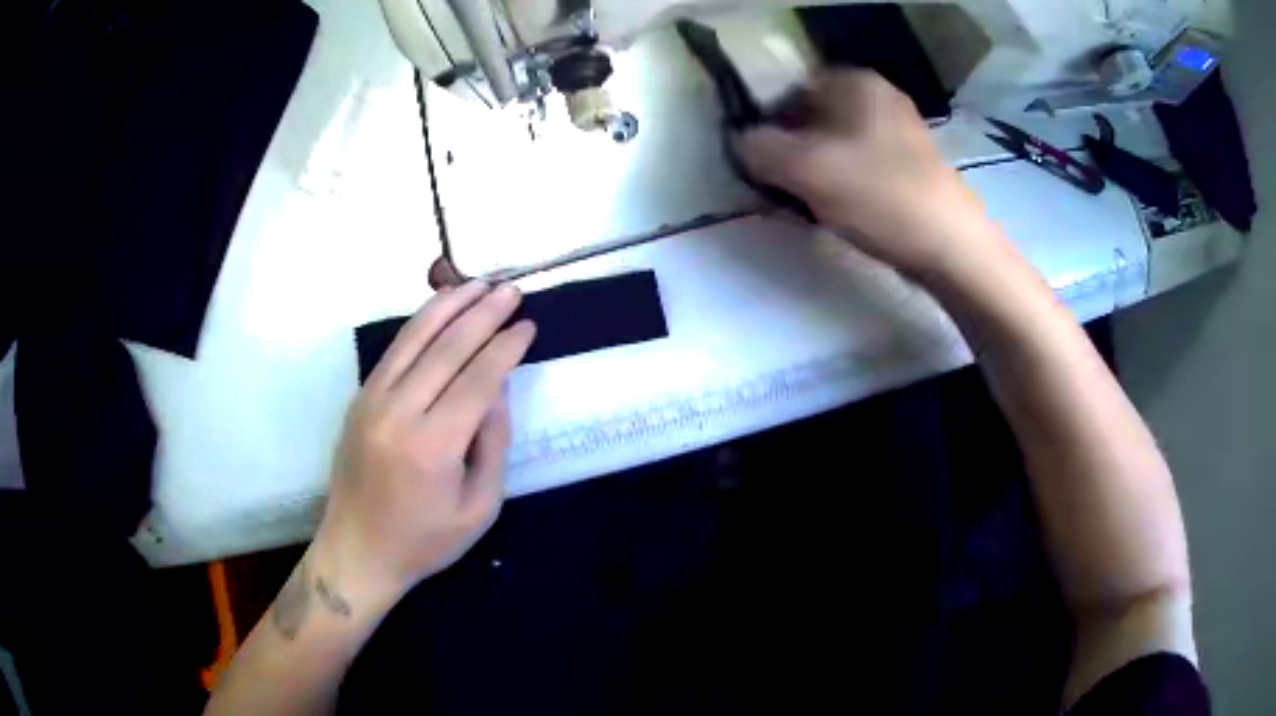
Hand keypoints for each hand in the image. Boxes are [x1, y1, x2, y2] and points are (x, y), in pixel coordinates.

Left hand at [314, 282, 535, 603]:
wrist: (358, 549)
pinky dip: (420, 323)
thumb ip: (493, 444)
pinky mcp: (360, 398)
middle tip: (511, 290)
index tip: (528, 325)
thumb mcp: (479, 508)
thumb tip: (498, 387)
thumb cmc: (425, 540)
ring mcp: (372, 400)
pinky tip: (440, 310)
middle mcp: (399, 412)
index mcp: (433, 445)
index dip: (506, 346)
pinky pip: (395, 350)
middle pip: (447, 346)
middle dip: (484, 313)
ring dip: (449, 305)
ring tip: (479, 283)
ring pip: (414, 336)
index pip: (477, 378)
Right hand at [738, 70, 1001, 277]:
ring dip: (812, 170)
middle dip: (789, 148)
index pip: (790, 85)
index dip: (765, 117)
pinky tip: (836, 213)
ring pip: (835, 144)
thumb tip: (742, 143)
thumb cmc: (879, 195)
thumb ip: (759, 148)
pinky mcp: (909, 167)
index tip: (756, 155)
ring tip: (803, 204)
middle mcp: (879, 98)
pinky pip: (859, 165)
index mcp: (855, 82)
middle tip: (776, 184)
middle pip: (813, 116)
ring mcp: (899, 132)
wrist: (951, 247)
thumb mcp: (805, 168)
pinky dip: (840, 184)